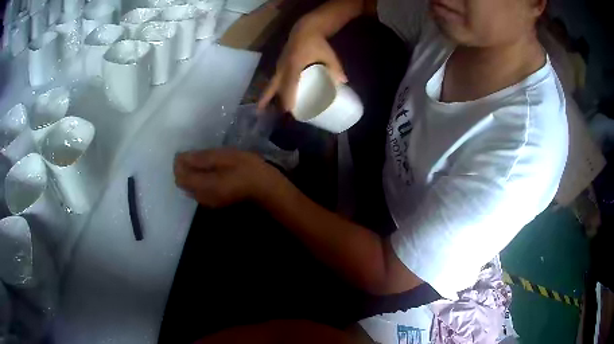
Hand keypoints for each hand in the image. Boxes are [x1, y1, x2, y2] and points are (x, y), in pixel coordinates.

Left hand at [174, 149, 282, 207]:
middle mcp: (202, 196)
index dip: (179, 162)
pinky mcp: (215, 202)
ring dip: (190, 174)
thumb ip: (202, 158)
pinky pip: (198, 191)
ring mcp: (209, 201)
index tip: (187, 151)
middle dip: (183, 169)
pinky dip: (198, 180)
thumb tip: (180, 157)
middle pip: (182, 183)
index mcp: (204, 185)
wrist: (266, 189)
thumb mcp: (226, 157)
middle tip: (194, 155)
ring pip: (190, 188)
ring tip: (202, 161)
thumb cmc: (248, 169)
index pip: (180, 175)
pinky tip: (210, 171)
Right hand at [258, 25, 346, 111]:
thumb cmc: (316, 42)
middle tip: (269, 116)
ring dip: (266, 97)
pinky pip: (272, 81)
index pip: (289, 84)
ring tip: (260, 110)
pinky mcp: (279, 66)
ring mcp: (279, 66)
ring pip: (271, 85)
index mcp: (294, 65)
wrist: (304, 29)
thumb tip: (344, 82)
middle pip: (274, 87)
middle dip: (270, 101)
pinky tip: (268, 99)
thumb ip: (335, 68)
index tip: (288, 110)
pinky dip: (270, 90)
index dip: (288, 98)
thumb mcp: (328, 54)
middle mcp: (283, 67)